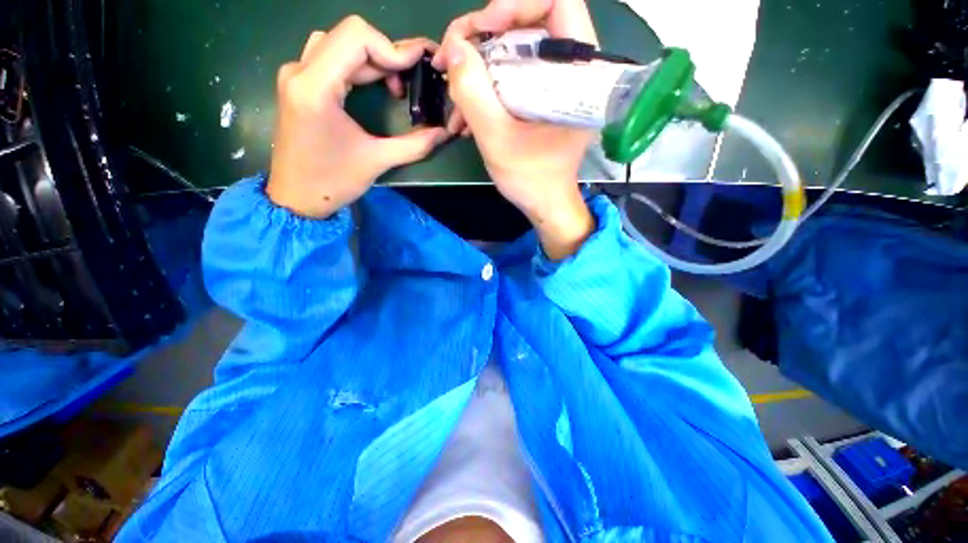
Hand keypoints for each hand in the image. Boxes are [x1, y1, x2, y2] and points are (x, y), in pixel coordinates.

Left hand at [267, 16, 448, 218]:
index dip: (391, 47)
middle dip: (385, 55)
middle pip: (349, 37)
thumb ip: (415, 145)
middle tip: (408, 83)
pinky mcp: (298, 85)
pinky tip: (372, 86)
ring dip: (371, 59)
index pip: (356, 36)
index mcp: (316, 86)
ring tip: (392, 86)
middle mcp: (300, 71)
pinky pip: (329, 57)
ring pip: (338, 43)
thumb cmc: (333, 182)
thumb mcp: (377, 161)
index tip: (415, 68)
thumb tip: (444, 133)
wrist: (296, 198)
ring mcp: (296, 75)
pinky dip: (356, 65)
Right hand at [435, 0, 597, 258]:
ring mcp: (552, 84)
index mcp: (577, 73)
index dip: (516, 5)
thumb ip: (474, 94)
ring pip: (511, 51)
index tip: (483, 29)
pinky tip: (465, 113)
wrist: (544, 203)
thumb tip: (454, 49)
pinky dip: (484, 88)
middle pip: (526, 23)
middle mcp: (569, 70)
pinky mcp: (539, 97)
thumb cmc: (531, 179)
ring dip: (476, 68)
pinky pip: (509, 76)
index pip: (557, 3)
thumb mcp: (498, 140)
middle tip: (451, 61)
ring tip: (453, 100)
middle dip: (482, 38)